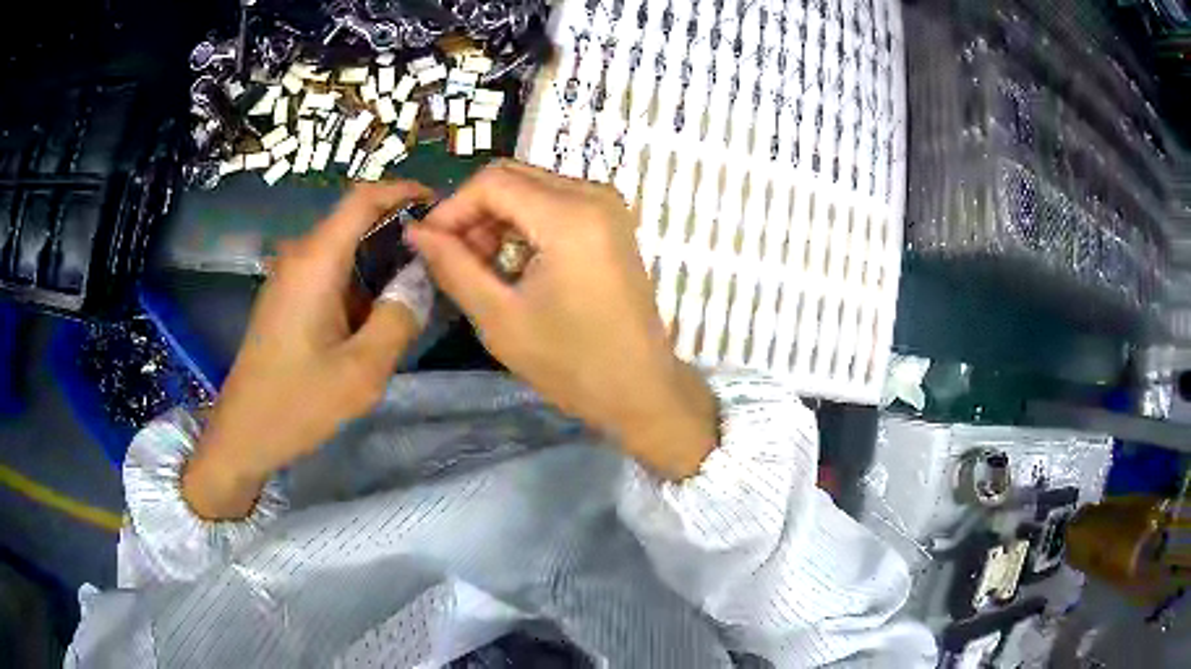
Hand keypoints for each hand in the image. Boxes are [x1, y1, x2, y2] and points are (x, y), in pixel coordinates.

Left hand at [183, 181, 432, 518]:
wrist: (243, 433)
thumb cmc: (298, 403)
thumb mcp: (361, 371)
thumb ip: (398, 319)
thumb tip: (420, 282)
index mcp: (316, 261)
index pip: (362, 199)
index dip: (403, 190)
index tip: (441, 205)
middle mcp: (300, 257)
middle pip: (354, 221)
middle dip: (398, 229)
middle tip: (439, 257)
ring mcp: (289, 278)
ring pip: (344, 248)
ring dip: (380, 258)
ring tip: (417, 285)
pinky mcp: (286, 299)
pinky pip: (330, 272)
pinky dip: (360, 279)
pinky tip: (378, 312)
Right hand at [407, 162, 716, 478]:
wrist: (640, 389)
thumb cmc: (571, 363)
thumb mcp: (500, 317)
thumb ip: (453, 266)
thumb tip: (416, 230)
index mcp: (570, 215)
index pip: (492, 181)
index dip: (451, 208)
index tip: (429, 246)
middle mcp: (593, 194)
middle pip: (512, 177)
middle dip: (473, 212)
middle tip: (454, 260)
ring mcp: (606, 205)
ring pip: (530, 188)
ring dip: (496, 219)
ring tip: (481, 269)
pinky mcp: (609, 221)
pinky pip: (552, 203)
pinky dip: (523, 225)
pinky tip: (512, 265)